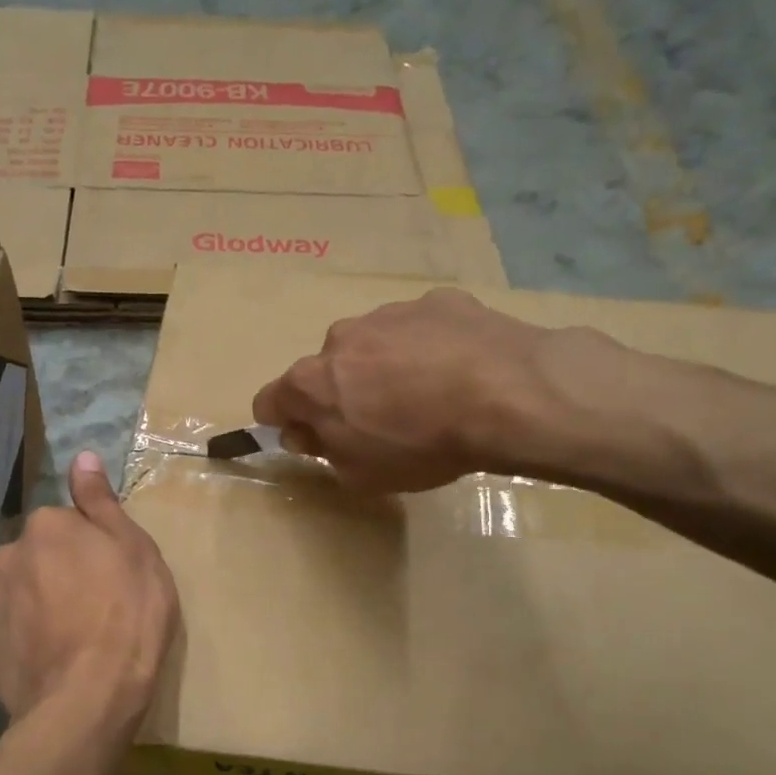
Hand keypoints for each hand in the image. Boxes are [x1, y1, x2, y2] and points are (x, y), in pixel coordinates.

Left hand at [0, 451, 179, 728]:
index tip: (108, 578)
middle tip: (88, 610)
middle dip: (53, 575)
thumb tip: (83, 455)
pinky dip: (15, 645)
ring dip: (31, 609)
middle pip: (32, 559)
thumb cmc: (128, 617)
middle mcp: (6, 557)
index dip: (87, 551)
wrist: (89, 697)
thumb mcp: (136, 551)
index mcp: (47, 528)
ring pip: (12, 596)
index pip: (63, 526)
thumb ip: (102, 503)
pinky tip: (41, 664)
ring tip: (63, 643)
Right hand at [251, 288, 641, 493]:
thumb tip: (305, 431)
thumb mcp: (361, 474)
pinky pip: (419, 329)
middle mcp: (340, 338)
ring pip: (372, 344)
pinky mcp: (436, 301)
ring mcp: (389, 314)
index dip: (284, 422)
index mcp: (312, 382)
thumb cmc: (421, 445)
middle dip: (342, 392)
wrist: (505, 395)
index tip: (312, 438)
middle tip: (381, 422)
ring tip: (430, 395)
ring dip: (385, 367)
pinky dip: (428, 347)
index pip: (269, 400)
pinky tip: (460, 371)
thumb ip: (323, 451)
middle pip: (325, 369)